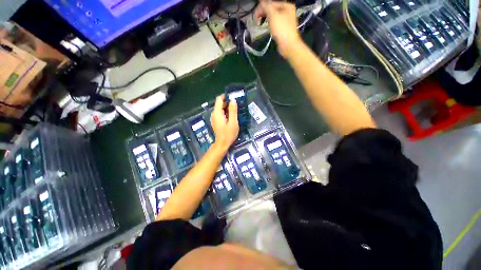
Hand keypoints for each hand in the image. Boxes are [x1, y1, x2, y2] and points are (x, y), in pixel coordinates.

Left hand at [210, 95, 238, 150]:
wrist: (222, 144)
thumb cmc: (228, 134)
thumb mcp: (233, 122)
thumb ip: (233, 111)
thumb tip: (233, 100)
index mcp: (217, 113)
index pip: (219, 99)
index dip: (225, 96)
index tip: (233, 95)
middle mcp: (214, 114)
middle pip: (219, 104)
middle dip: (227, 102)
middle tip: (237, 103)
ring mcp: (214, 118)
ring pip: (220, 109)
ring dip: (227, 107)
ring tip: (236, 108)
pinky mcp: (216, 121)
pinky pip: (220, 113)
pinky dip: (225, 112)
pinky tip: (231, 115)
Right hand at [254, 1, 301, 57]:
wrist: (288, 45)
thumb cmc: (281, 29)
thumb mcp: (273, 15)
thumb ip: (266, 6)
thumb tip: (261, 1)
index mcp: (286, 5)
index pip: (271, 3)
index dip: (262, 7)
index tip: (255, 15)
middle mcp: (287, 11)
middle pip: (272, 9)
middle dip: (264, 13)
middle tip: (256, 19)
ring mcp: (286, 20)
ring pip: (273, 16)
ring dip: (266, 18)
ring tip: (261, 23)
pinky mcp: (284, 29)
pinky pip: (275, 23)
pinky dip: (270, 24)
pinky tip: (268, 27)